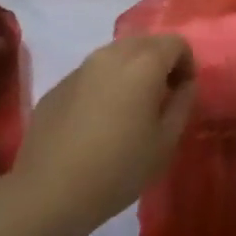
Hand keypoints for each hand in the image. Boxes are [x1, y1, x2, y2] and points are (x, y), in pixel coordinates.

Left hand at [11, 34, 194, 235]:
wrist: (49, 192)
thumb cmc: (118, 168)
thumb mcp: (165, 143)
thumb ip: (183, 104)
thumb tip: (184, 84)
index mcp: (143, 63)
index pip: (176, 43)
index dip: (187, 65)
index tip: (183, 94)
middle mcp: (111, 54)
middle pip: (146, 43)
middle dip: (160, 64)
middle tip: (160, 101)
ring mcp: (81, 67)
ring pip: (116, 56)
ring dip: (131, 73)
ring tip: (129, 112)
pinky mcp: (59, 85)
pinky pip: (92, 74)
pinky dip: (105, 86)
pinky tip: (98, 123)